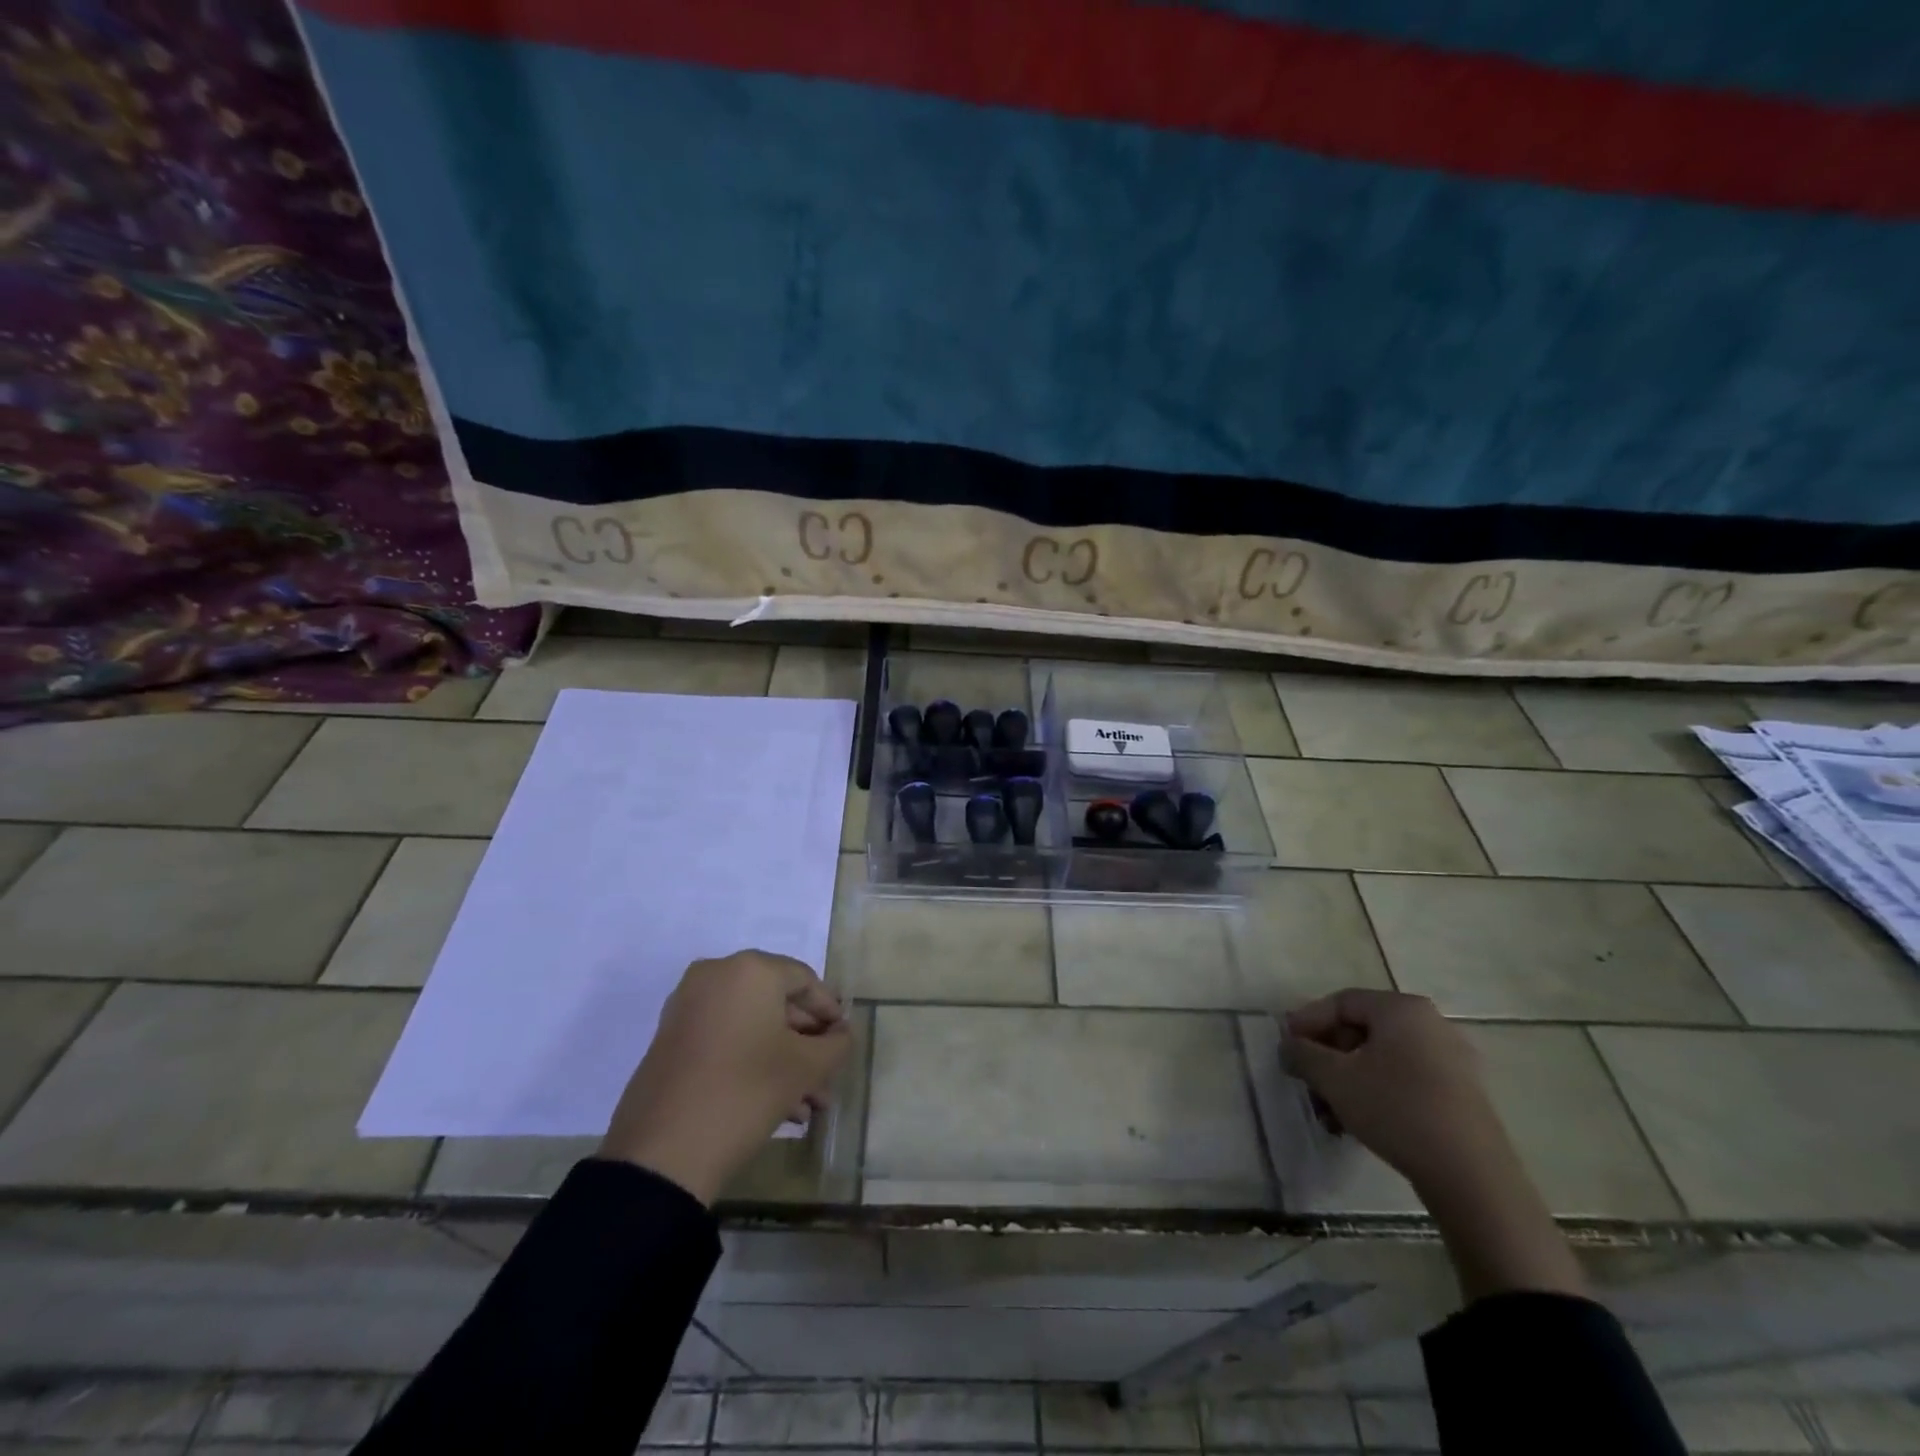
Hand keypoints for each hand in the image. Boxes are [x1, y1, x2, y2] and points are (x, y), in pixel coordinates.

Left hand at [599, 950, 852, 1205]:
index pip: (805, 980)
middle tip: (828, 1078)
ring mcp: (689, 1007)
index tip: (844, 1042)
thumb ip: (836, 1044)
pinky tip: (780, 1107)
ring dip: (784, 1060)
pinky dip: (753, 1062)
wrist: (662, 1152)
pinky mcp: (671, 1040)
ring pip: (752, 1026)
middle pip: (777, 1004)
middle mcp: (716, 976)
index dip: (830, 1011)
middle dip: (807, 1044)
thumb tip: (841, 1034)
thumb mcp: (804, 1068)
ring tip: (809, 1106)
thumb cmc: (745, 1092)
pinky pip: (726, 1039)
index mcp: (750, 970)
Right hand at [1284, 988, 1584, 1299]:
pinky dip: (1376, 1094)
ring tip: (1328, 1114)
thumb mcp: (1335, 1079)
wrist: (1473, 1177)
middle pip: (1361, 1031)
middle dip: (1327, 1059)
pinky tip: (1357, 1125)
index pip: (1341, 1002)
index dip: (1307, 1022)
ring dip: (1347, 1082)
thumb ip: (1303, 1055)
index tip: (1287, 1048)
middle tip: (1306, 1083)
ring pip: (1381, 1060)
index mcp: (1402, 1009)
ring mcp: (1452, 1061)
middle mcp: (1430, 1025)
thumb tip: (1288, 1047)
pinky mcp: (1462, 1095)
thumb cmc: (1397, 1110)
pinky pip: (1406, 1080)